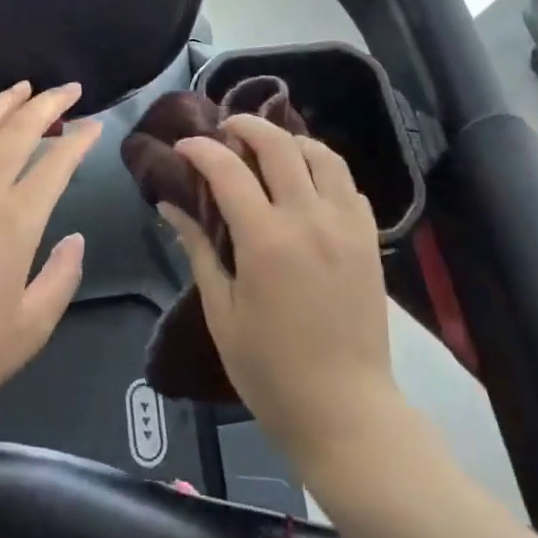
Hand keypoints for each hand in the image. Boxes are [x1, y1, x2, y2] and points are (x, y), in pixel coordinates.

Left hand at [0, 82, 102, 433]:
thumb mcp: (31, 328)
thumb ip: (62, 277)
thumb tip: (74, 238)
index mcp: (16, 220)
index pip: (57, 163)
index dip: (80, 139)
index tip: (94, 126)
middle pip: (19, 130)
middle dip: (49, 103)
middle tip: (69, 88)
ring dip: (2, 103)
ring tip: (22, 87)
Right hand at [161, 116, 404, 475]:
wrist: (346, 413)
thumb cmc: (272, 372)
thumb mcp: (222, 313)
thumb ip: (198, 249)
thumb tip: (169, 205)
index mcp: (266, 239)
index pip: (228, 170)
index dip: (201, 149)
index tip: (184, 147)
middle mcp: (308, 218)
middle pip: (278, 144)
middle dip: (247, 125)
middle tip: (227, 129)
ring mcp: (345, 224)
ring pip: (321, 154)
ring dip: (291, 141)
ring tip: (270, 150)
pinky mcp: (369, 238)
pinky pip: (347, 184)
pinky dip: (324, 170)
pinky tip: (307, 185)